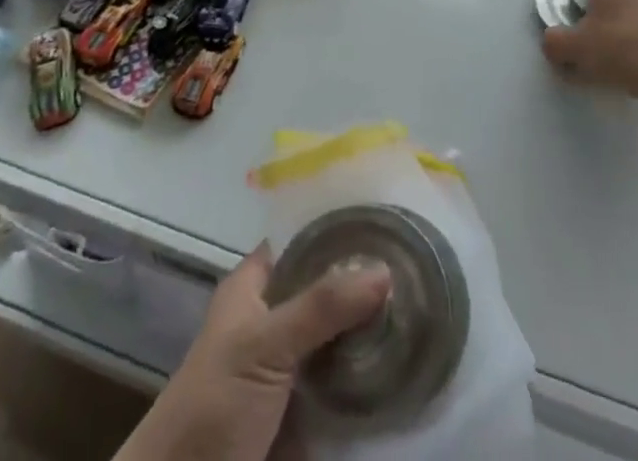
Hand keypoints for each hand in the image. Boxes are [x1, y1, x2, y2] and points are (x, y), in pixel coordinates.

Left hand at [120, 244, 390, 460]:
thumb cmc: (214, 403)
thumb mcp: (263, 344)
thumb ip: (321, 306)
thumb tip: (385, 270)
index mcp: (255, 287)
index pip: (302, 240)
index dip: (339, 229)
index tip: (386, 222)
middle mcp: (275, 319)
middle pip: (328, 291)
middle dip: (367, 286)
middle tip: (416, 272)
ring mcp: (291, 368)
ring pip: (341, 338)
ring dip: (374, 335)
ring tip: (423, 312)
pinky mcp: (306, 414)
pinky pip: (346, 388)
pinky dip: (371, 382)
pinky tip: (408, 364)